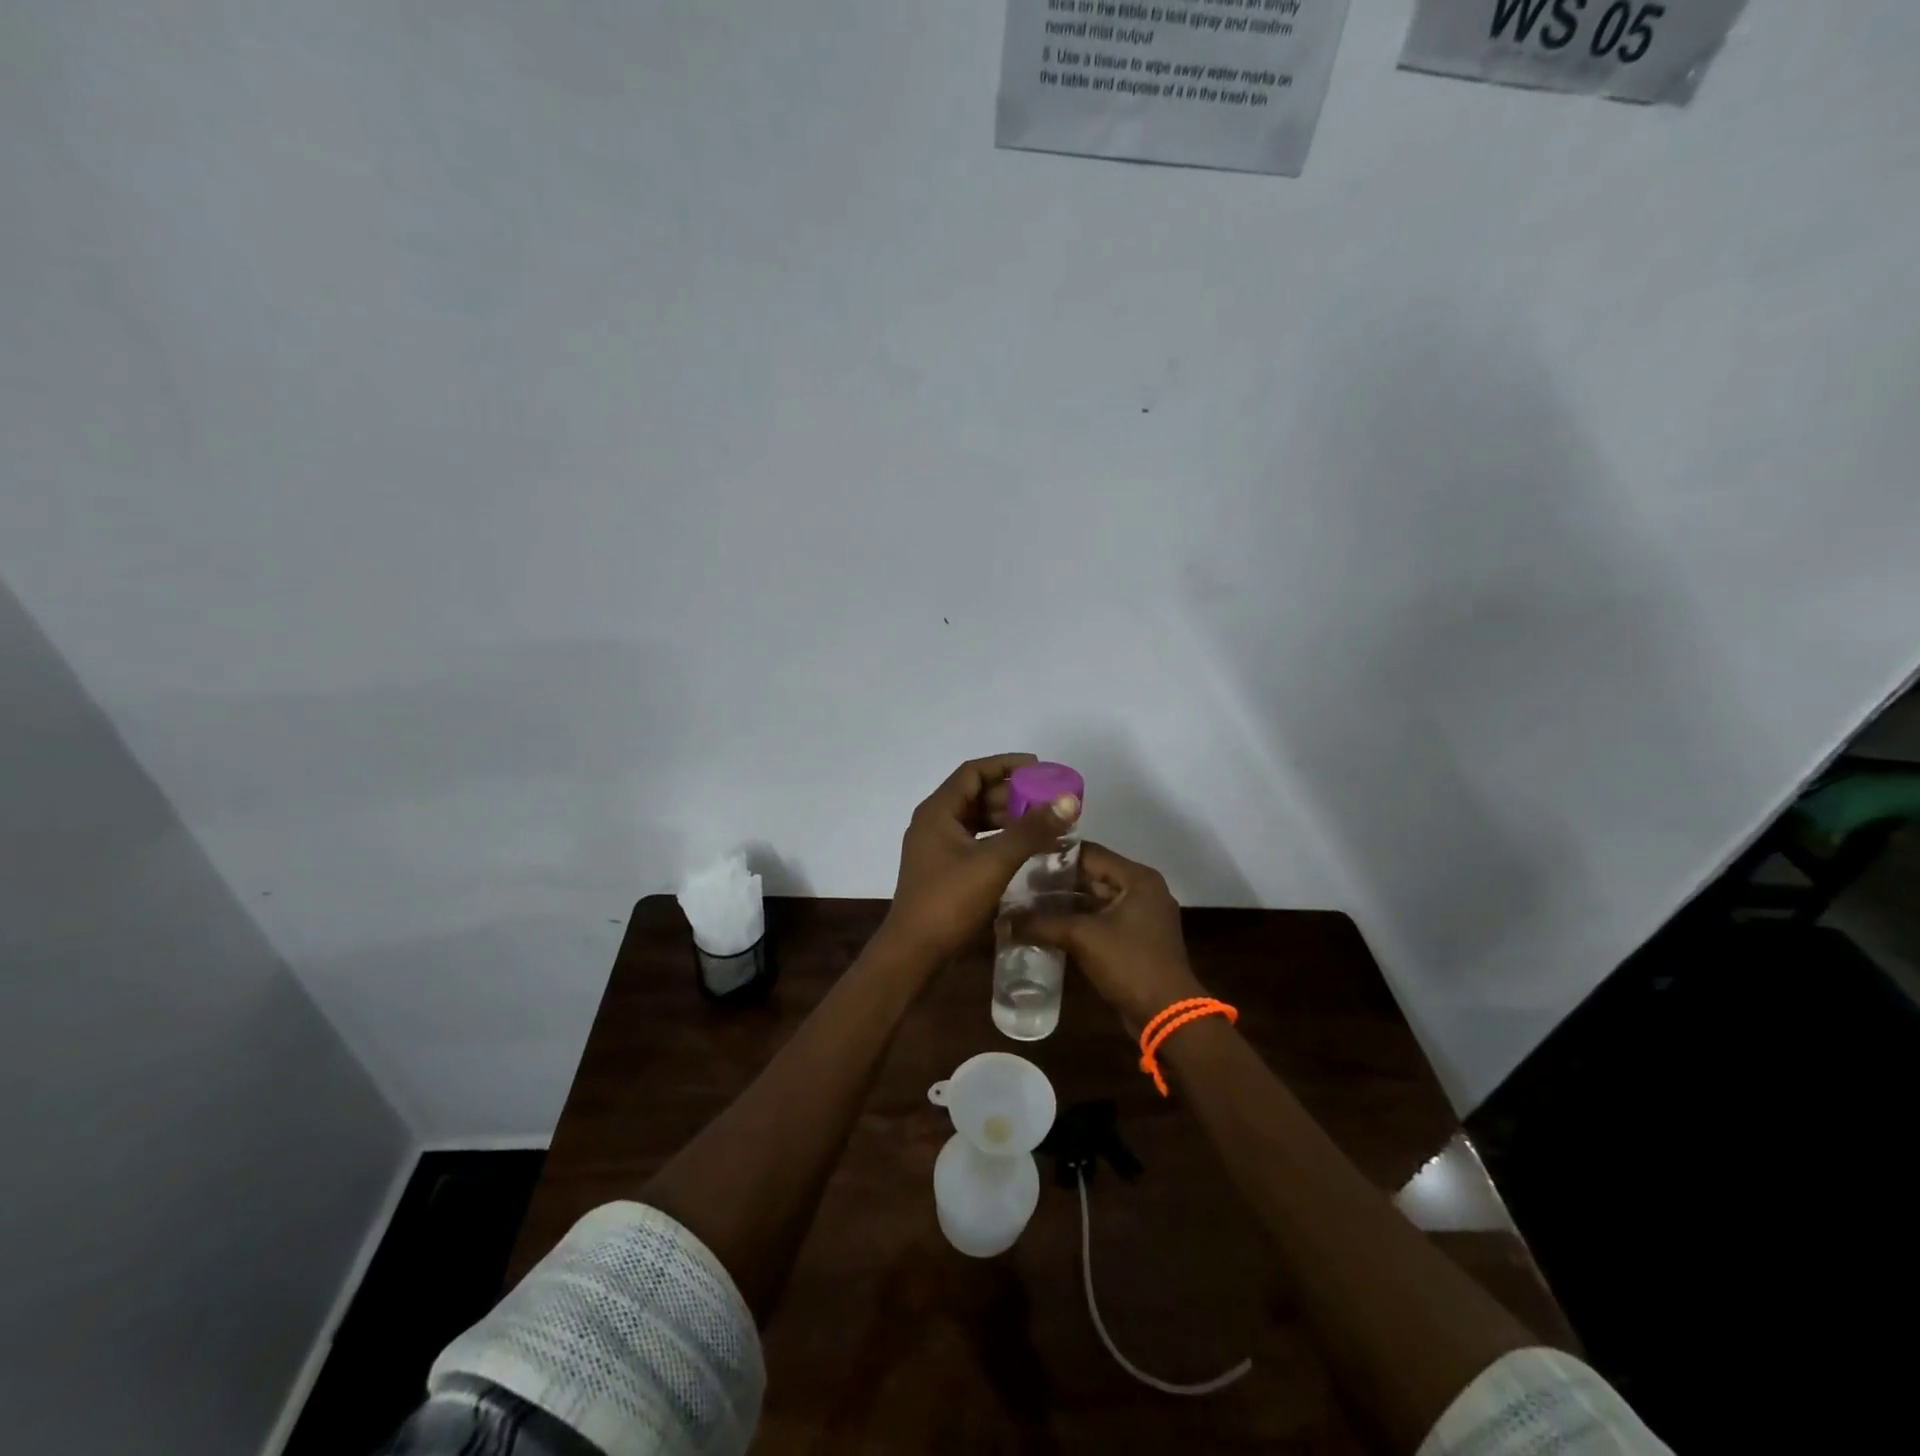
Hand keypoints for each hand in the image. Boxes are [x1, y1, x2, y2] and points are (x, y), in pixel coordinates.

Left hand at [883, 754, 1081, 961]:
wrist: (914, 953)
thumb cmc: (949, 901)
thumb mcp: (994, 862)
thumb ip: (1031, 830)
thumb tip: (1068, 800)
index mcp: (938, 811)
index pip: (973, 772)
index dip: (1006, 765)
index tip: (1039, 767)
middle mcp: (934, 822)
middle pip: (976, 794)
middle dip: (1012, 794)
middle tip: (1048, 799)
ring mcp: (936, 847)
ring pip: (976, 820)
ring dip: (1008, 818)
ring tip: (1043, 823)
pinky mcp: (943, 869)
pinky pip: (975, 841)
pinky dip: (999, 839)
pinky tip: (1024, 849)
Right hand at [1018, 842, 1205, 1030]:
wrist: (1167, 1015)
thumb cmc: (1130, 964)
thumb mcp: (1082, 938)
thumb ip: (1042, 923)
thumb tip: (1003, 921)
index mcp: (1137, 878)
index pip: (1088, 853)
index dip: (1054, 855)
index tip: (1022, 858)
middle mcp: (1142, 889)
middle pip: (1092, 875)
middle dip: (1056, 882)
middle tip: (1018, 884)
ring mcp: (1141, 915)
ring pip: (1095, 899)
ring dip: (1064, 903)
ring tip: (1026, 904)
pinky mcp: (1135, 938)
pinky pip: (1101, 920)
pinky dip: (1077, 921)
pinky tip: (1047, 926)